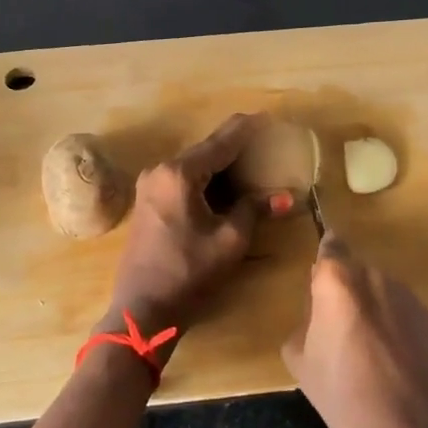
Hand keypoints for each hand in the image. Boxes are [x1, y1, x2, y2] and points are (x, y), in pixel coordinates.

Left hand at [101, 113, 275, 355]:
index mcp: (180, 173)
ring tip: (251, 164)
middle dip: (236, 147)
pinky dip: (205, 178)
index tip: (269, 118)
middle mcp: (160, 170)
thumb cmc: (188, 273)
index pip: (222, 141)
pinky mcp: (147, 201)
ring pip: (193, 164)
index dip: (248, 129)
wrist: (141, 309)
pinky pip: (182, 178)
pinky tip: (225, 186)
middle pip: (205, 149)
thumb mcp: (230, 241)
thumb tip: (286, 196)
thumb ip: (255, 210)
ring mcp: (150, 185)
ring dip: (221, 165)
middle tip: (265, 144)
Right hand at [282, 233, 427, 427]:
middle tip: (335, 329)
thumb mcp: (299, 359)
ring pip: (377, 289)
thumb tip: (319, 316)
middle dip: (342, 290)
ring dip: (368, 306)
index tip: (317, 285)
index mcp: (337, 281)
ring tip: (364, 349)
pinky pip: (398, 308)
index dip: (323, 261)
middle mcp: (373, 276)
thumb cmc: (344, 395)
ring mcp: (405, 295)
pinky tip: (389, 359)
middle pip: (352, 269)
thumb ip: (305, 321)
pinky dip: (390, 322)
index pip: (329, 246)